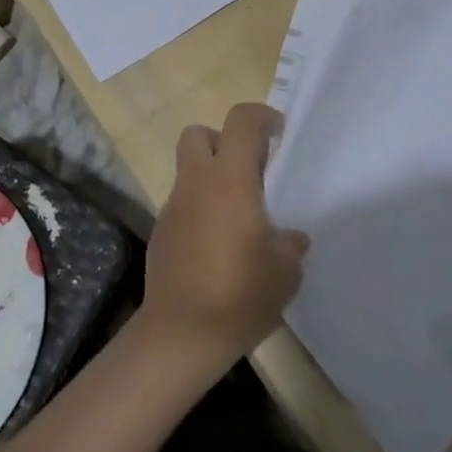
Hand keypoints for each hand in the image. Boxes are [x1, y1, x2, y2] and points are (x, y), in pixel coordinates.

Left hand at [140, 103, 309, 368]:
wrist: (180, 335)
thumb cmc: (239, 294)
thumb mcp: (284, 272)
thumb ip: (289, 245)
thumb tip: (290, 238)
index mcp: (230, 179)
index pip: (241, 121)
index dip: (262, 116)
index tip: (279, 133)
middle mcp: (197, 181)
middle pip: (199, 134)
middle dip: (223, 141)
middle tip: (249, 171)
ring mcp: (173, 205)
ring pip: (189, 170)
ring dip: (211, 178)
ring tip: (238, 217)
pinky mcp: (161, 231)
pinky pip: (183, 203)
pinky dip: (200, 209)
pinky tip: (217, 246)